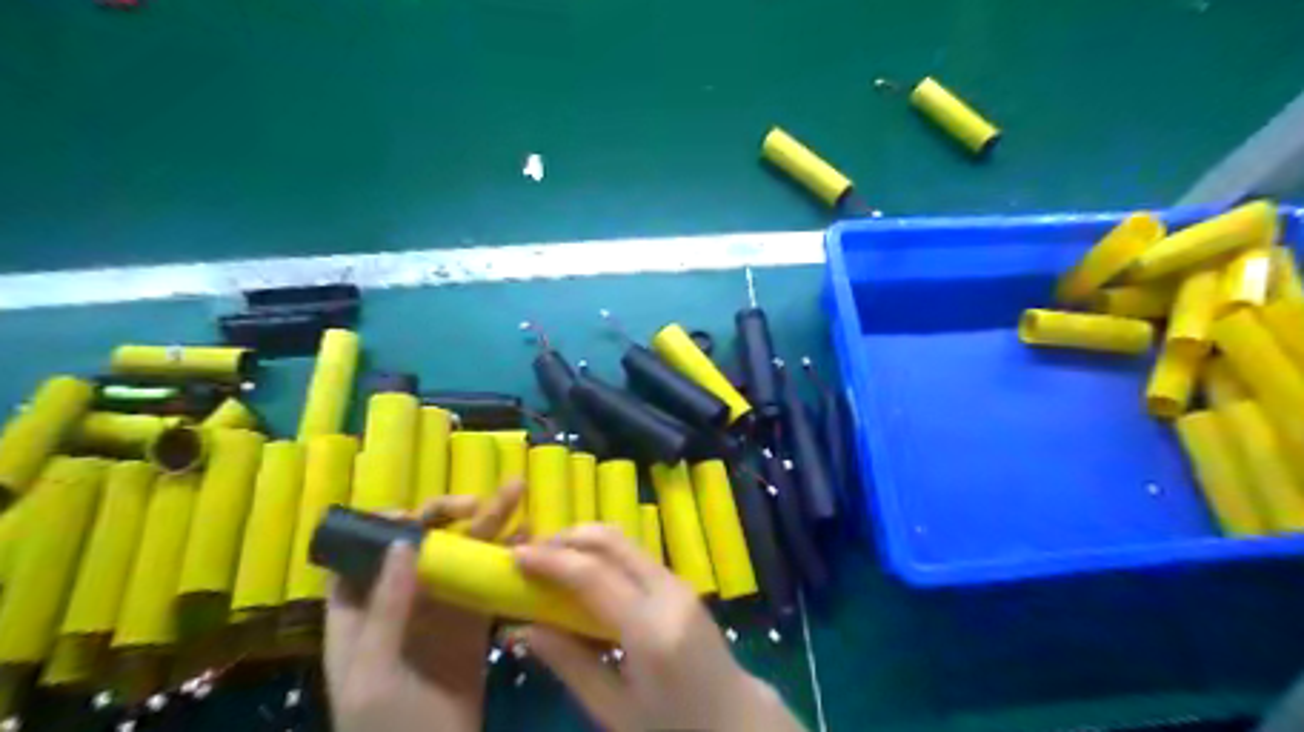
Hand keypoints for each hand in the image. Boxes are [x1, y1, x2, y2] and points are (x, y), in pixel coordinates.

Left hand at [323, 480, 521, 731]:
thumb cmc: (382, 728)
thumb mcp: (373, 671)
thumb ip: (387, 608)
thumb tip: (402, 542)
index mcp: (361, 608)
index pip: (365, 552)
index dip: (387, 524)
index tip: (416, 516)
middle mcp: (402, 597)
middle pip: (421, 542)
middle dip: (447, 514)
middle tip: (476, 501)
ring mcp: (442, 606)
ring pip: (461, 553)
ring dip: (489, 522)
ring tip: (518, 492)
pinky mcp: (474, 618)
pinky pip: (488, 578)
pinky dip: (507, 554)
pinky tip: (529, 534)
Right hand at [515, 527, 812, 730]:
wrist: (734, 719)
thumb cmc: (672, 726)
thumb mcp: (613, 709)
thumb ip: (568, 663)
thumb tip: (519, 630)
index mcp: (651, 628)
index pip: (593, 575)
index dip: (550, 560)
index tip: (514, 555)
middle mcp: (668, 591)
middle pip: (612, 541)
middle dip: (568, 537)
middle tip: (532, 553)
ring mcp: (679, 581)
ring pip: (625, 541)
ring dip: (585, 542)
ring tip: (550, 561)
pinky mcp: (681, 582)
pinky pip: (635, 555)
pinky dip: (604, 554)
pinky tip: (583, 574)